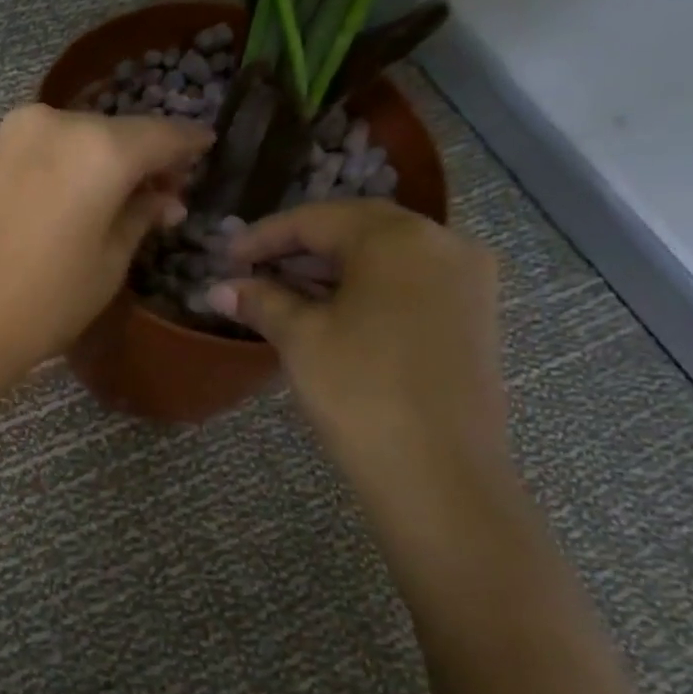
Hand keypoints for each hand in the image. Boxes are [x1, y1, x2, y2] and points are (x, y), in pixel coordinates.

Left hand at [0, 104, 212, 394]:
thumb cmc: (41, 306)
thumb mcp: (107, 267)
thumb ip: (139, 218)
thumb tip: (161, 197)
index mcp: (95, 150)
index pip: (158, 134)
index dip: (186, 143)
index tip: (202, 148)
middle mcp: (44, 125)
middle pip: (103, 132)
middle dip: (129, 157)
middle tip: (145, 189)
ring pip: (53, 140)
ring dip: (76, 163)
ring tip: (82, 201)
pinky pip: (10, 159)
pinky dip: (30, 175)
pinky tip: (25, 213)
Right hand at [209, 201, 507, 508]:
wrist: (440, 474)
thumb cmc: (361, 392)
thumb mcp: (302, 339)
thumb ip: (261, 302)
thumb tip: (218, 287)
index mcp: (399, 238)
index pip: (319, 219)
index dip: (265, 235)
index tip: (227, 255)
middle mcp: (443, 243)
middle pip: (358, 229)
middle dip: (301, 247)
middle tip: (254, 270)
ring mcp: (468, 281)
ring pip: (388, 257)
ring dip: (334, 269)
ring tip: (285, 293)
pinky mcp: (475, 317)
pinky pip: (411, 283)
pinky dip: (368, 288)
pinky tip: (334, 313)